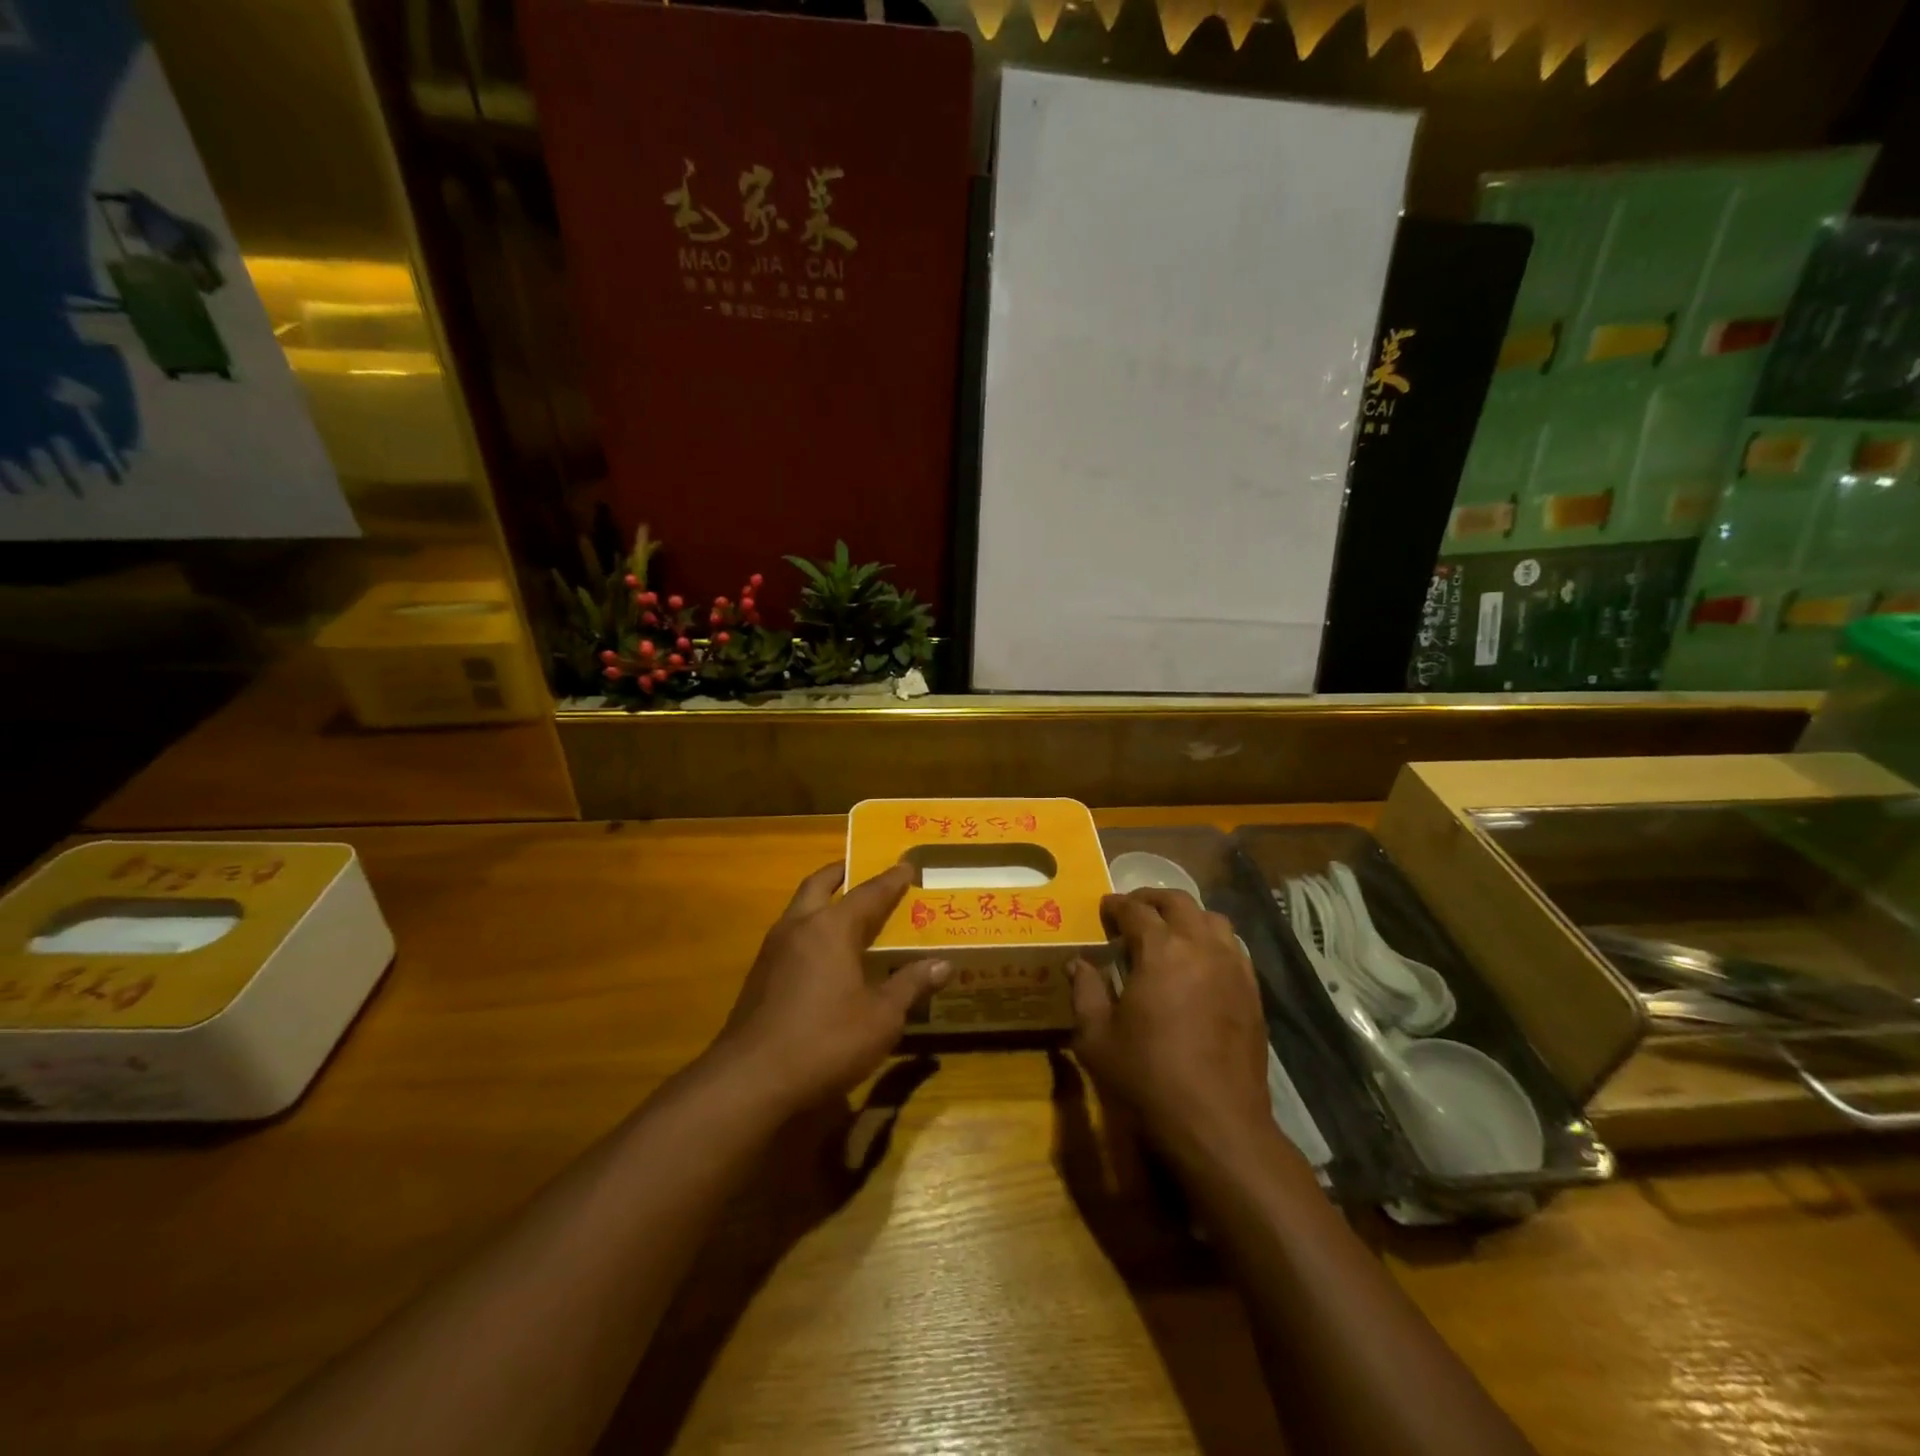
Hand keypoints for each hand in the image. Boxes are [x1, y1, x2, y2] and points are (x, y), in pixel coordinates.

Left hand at [714, 862, 949, 1109]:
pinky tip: (822, 954)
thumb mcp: (881, 1018)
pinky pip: (790, 936)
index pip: (869, 893)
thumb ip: (910, 985)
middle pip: (820, 884)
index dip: (891, 880)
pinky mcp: (759, 976)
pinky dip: (810, 930)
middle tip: (861, 870)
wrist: (751, 1079)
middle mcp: (799, 926)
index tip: (907, 865)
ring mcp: (773, 950)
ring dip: (821, 900)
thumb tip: (942, 964)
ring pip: (799, 908)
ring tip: (845, 910)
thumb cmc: (826, 1041)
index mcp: (832, 928)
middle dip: (842, 873)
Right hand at [1068, 889, 1270, 1150]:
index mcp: (1161, 950)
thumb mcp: (1097, 1037)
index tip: (1104, 908)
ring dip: (1187, 916)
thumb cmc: (1148, 1076)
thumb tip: (1078, 963)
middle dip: (1152, 899)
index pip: (1135, 910)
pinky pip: (1233, 948)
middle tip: (1133, 910)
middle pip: (1178, 902)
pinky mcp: (1252, 991)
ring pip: (1212, 919)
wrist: (1216, 1122)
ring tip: (1169, 931)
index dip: (1116, 905)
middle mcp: (1201, 946)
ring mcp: (1233, 967)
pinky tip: (1199, 962)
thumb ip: (1085, 992)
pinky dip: (1212, 941)